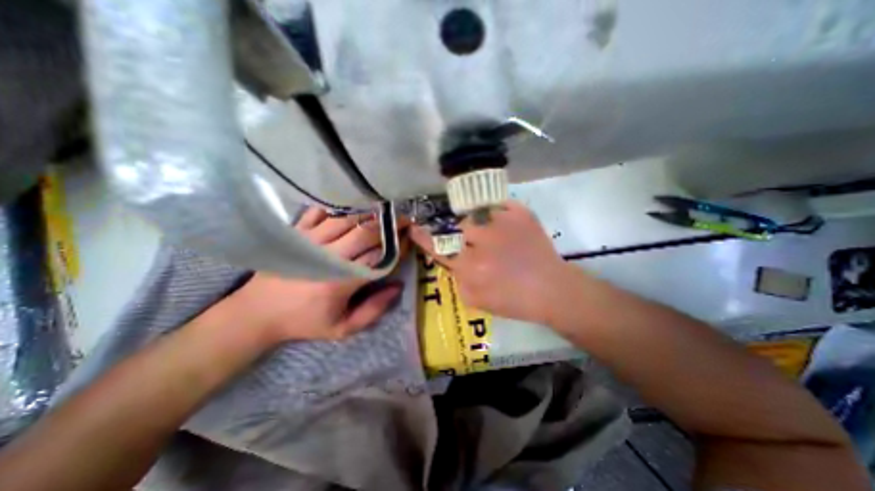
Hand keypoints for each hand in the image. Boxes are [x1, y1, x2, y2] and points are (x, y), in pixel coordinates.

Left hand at [221, 208, 408, 344]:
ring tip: (385, 214)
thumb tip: (397, 287)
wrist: (256, 313)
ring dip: (370, 215)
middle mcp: (328, 257)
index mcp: (341, 282)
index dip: (398, 247)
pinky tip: (352, 209)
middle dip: (390, 225)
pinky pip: (321, 212)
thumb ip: (374, 310)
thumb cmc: (305, 321)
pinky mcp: (297, 233)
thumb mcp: (343, 328)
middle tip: (404, 221)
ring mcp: (310, 241)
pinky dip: (339, 208)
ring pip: (348, 220)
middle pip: (366, 233)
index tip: (411, 239)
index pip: (379, 257)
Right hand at [411, 202, 574, 324]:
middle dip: (465, 235)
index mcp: (471, 267)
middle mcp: (483, 241)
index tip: (414, 228)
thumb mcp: (476, 300)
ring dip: (481, 226)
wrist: (551, 290)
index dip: (424, 238)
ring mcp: (503, 223)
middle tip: (480, 244)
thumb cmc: (513, 301)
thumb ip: (458, 280)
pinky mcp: (521, 214)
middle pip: (459, 227)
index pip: (439, 248)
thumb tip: (453, 261)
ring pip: (477, 215)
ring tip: (498, 237)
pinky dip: (500, 216)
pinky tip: (509, 230)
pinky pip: (500, 207)